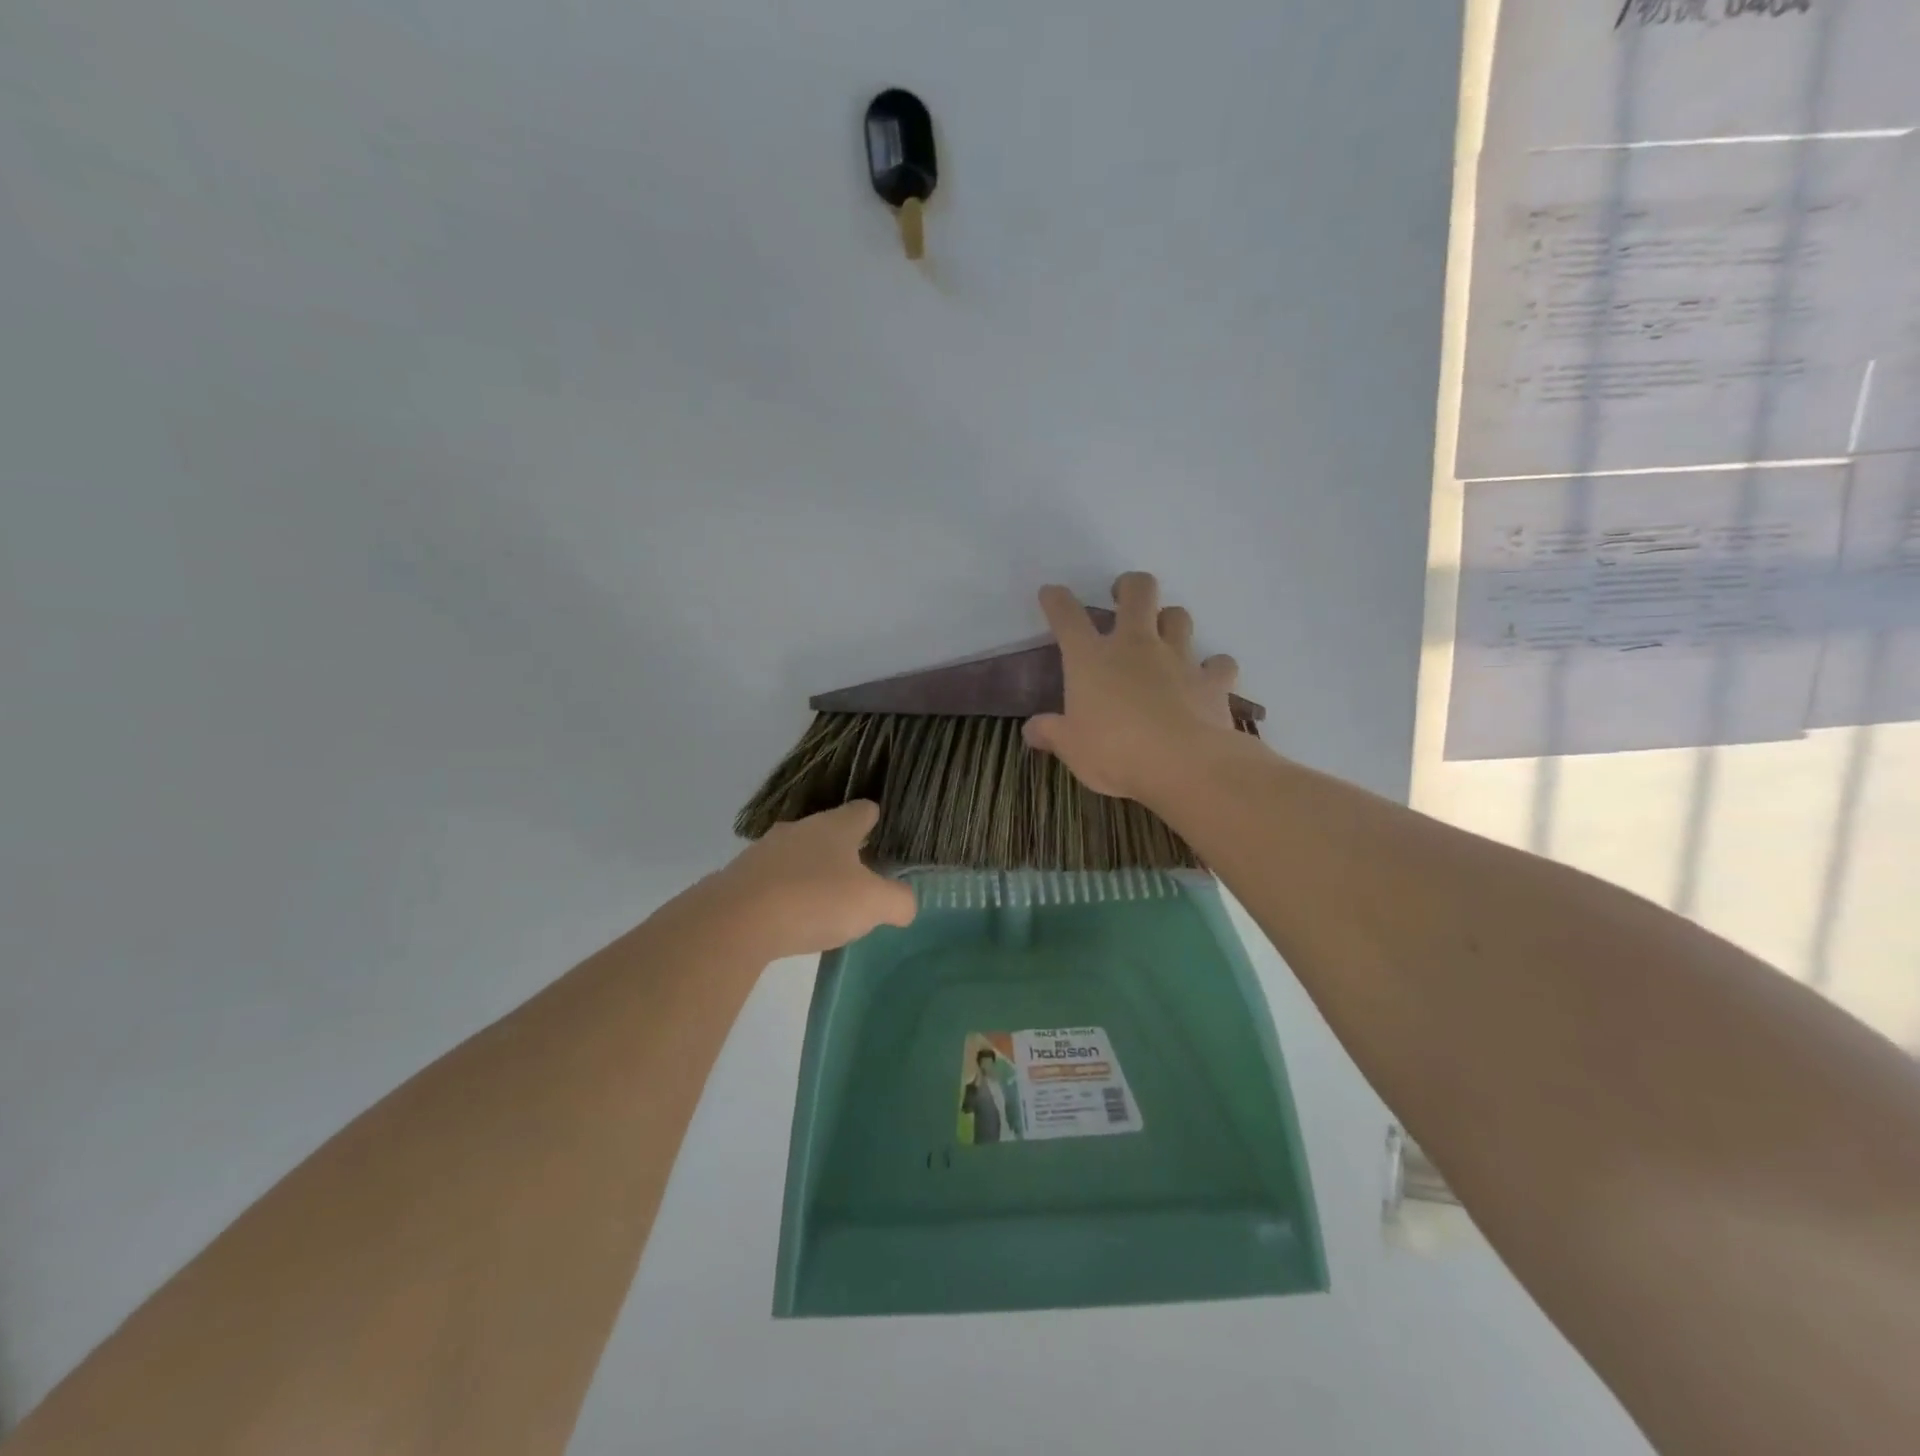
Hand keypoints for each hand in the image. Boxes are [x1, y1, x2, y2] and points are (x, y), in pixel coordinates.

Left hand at [710, 801, 916, 957]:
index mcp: (836, 826)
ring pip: (797, 854)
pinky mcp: (739, 877)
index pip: (863, 810)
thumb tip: (907, 903)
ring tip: (823, 902)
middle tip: (859, 877)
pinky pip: (771, 880)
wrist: (736, 921)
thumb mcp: (872, 905)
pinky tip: (789, 918)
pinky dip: (783, 893)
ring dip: (810, 872)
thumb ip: (898, 901)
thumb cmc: (815, 900)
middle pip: (829, 831)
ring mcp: (765, 851)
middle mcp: (800, 829)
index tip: (884, 836)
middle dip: (843, 850)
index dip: (876, 820)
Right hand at [1022, 572, 1241, 803]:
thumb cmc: (1114, 752)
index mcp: (1091, 659)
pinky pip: (1219, 663)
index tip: (1051, 593)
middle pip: (1138, 592)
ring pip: (1179, 616)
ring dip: (1170, 621)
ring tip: (1164, 636)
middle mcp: (1135, 646)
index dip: (1057, 600)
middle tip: (1122, 597)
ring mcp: (1178, 658)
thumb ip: (1050, 733)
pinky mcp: (1212, 681)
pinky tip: (1208, 678)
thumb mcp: (1071, 748)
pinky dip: (1214, 667)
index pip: (1067, 617)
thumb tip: (1030, 730)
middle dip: (1129, 586)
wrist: (1183, 765)